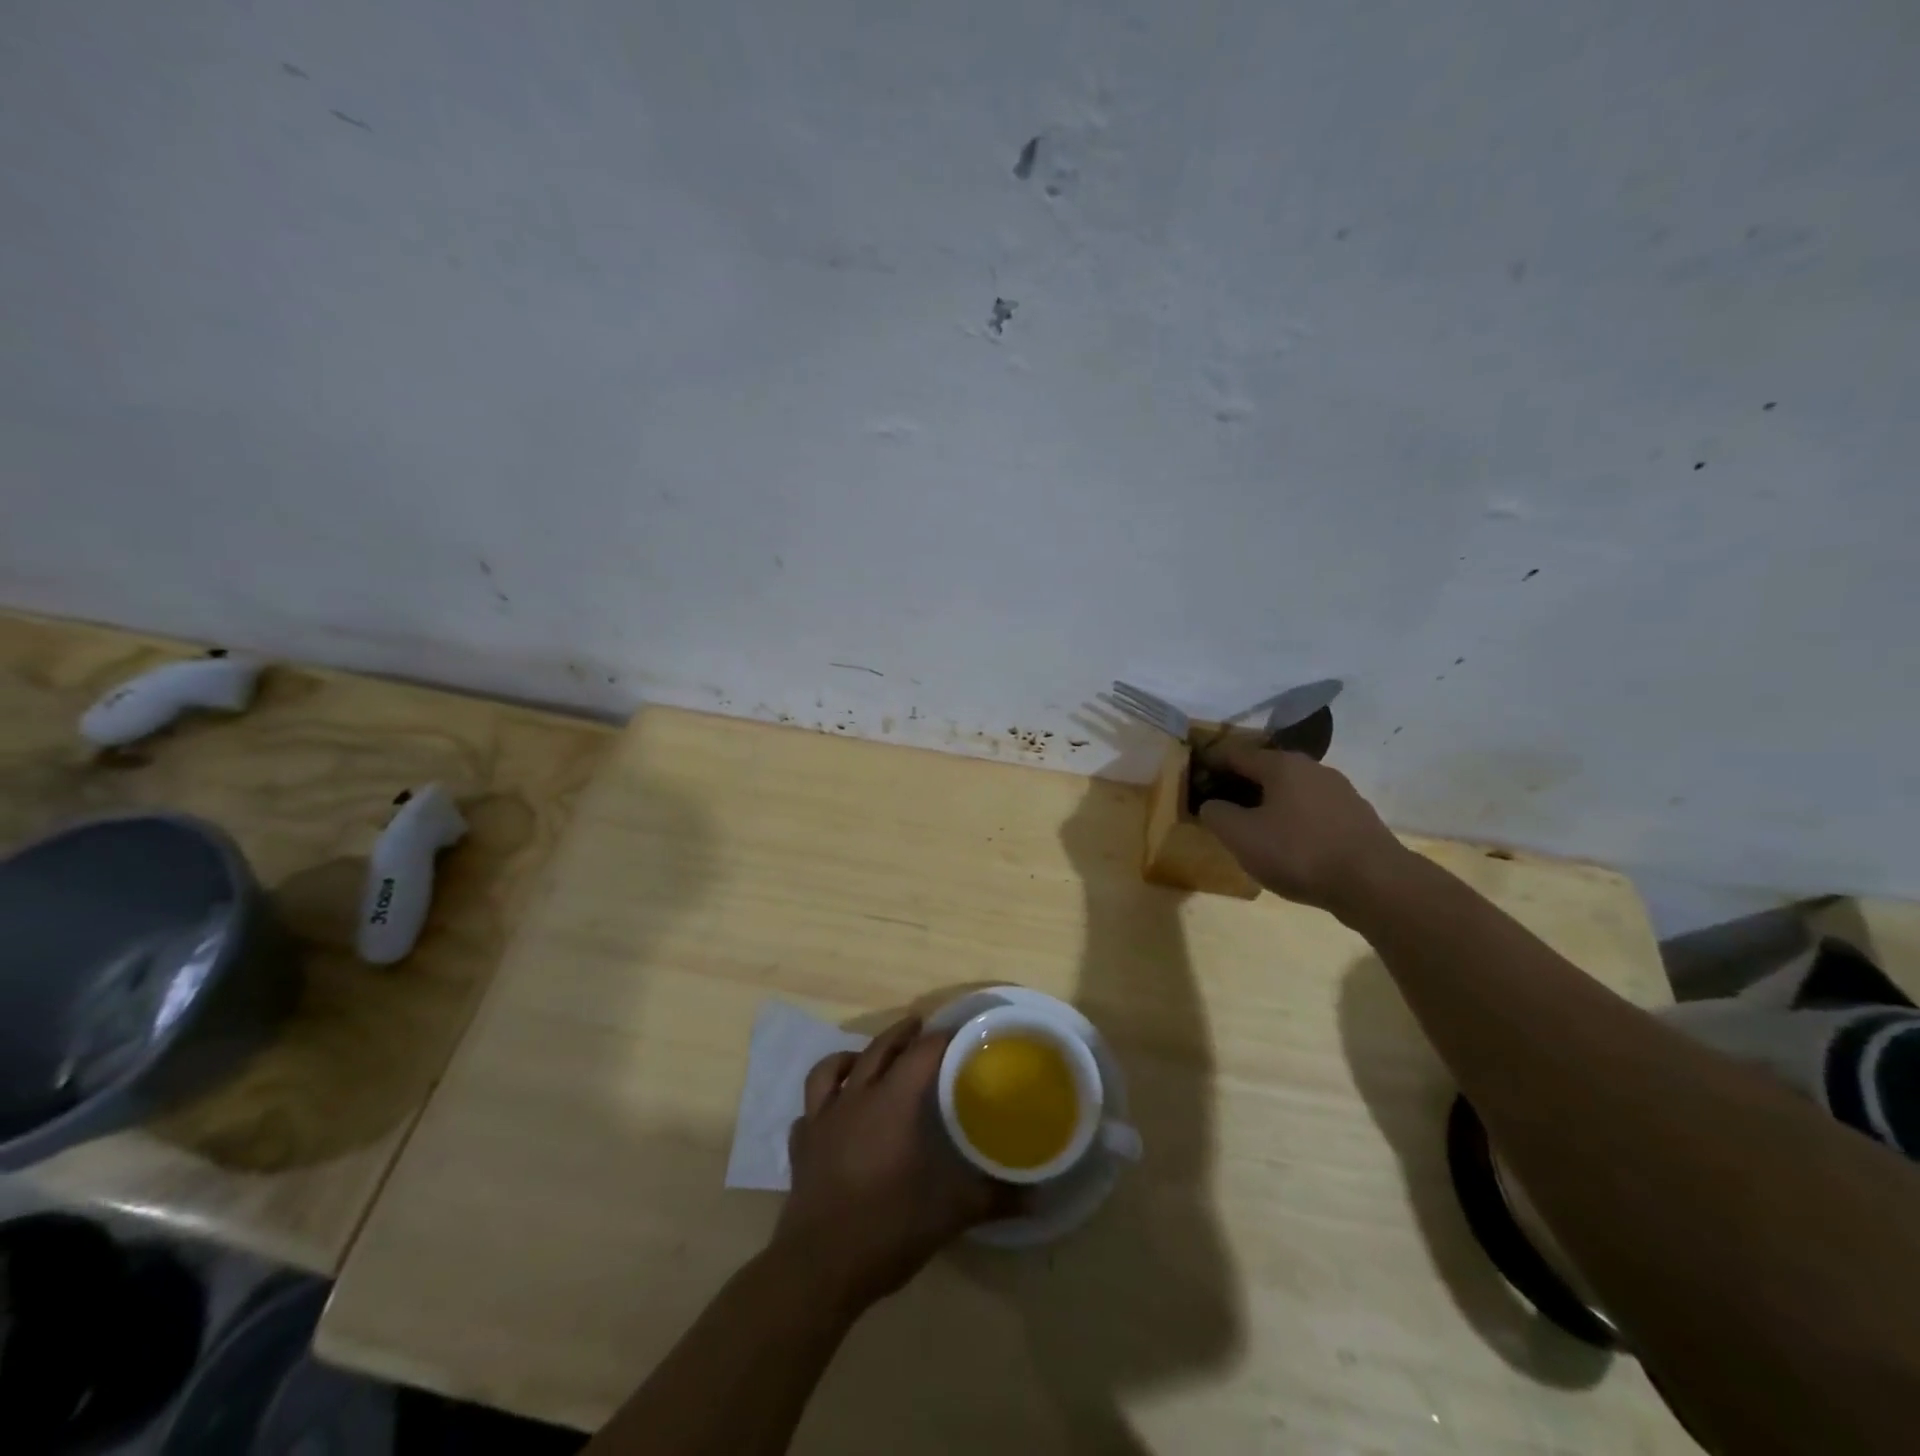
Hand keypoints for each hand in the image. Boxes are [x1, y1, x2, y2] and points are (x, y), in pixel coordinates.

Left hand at [772, 1016, 1008, 1313]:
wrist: (819, 1267)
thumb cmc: (887, 1227)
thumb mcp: (950, 1212)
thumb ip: (994, 1198)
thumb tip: (1037, 1196)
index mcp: (892, 1101)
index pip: (922, 1053)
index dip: (942, 1039)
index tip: (961, 1035)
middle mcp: (855, 1098)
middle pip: (878, 1050)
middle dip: (901, 1035)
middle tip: (920, 1028)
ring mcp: (821, 1120)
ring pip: (831, 1069)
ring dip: (852, 1057)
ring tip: (865, 1058)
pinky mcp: (801, 1147)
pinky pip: (809, 1111)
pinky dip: (823, 1104)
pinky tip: (833, 1115)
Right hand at [1196, 743, 1408, 912]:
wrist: (1376, 883)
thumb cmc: (1299, 852)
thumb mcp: (1241, 836)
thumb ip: (1216, 815)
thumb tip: (1211, 804)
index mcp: (1281, 765)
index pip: (1235, 753)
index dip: (1210, 764)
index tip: (1194, 779)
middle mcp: (1312, 768)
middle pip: (1265, 770)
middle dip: (1240, 786)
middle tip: (1220, 807)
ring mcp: (1339, 791)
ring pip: (1291, 791)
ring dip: (1268, 804)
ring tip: (1253, 830)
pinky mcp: (1356, 817)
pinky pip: (1312, 811)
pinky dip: (1293, 820)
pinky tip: (1288, 846)